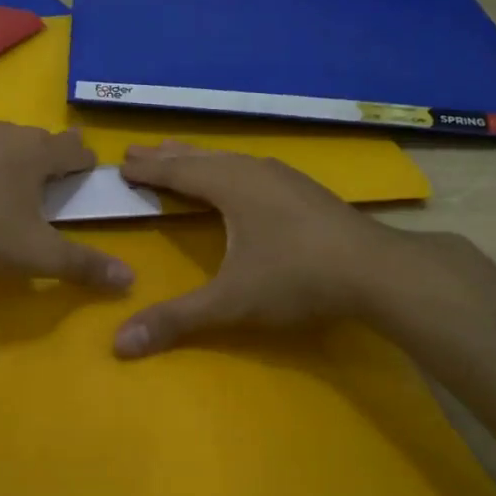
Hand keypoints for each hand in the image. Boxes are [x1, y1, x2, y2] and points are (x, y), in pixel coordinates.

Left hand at [0, 123, 134, 289]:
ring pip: (5, 143)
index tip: (89, 176)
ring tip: (14, 186)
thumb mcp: (36, 254)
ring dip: (16, 160)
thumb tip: (130, 280)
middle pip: (41, 141)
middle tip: (55, 183)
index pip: (75, 150)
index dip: (87, 163)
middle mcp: (7, 134)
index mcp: (38, 153)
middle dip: (52, 159)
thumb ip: (83, 265)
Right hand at [111, 141, 412, 356]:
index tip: (120, 162)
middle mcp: (252, 170)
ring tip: (179, 156)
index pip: (176, 171)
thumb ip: (176, 319)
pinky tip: (238, 176)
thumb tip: (118, 344)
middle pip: (199, 156)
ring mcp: (282, 176)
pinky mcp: (303, 188)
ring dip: (198, 158)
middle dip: (166, 155)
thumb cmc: (296, 278)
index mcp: (229, 185)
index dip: (147, 169)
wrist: (377, 270)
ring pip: (228, 158)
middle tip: (136, 150)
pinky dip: (226, 166)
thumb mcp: (231, 302)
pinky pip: (250, 166)